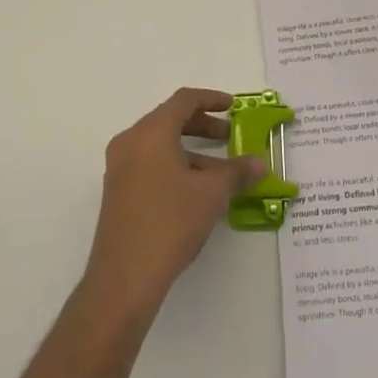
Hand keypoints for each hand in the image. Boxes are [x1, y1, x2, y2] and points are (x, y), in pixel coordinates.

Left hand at [82, 88, 262, 319]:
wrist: (124, 278)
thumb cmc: (170, 222)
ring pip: (160, 144)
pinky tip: (195, 191)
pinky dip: (174, 165)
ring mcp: (120, 167)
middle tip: (229, 137)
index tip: (233, 107)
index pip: (184, 100)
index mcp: (151, 132)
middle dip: (202, 125)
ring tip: (219, 171)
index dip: (211, 99)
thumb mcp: (211, 194)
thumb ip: (237, 172)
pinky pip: (149, 163)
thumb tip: (260, 163)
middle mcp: (130, 142)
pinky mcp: (117, 191)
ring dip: (191, 150)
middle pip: (170, 120)